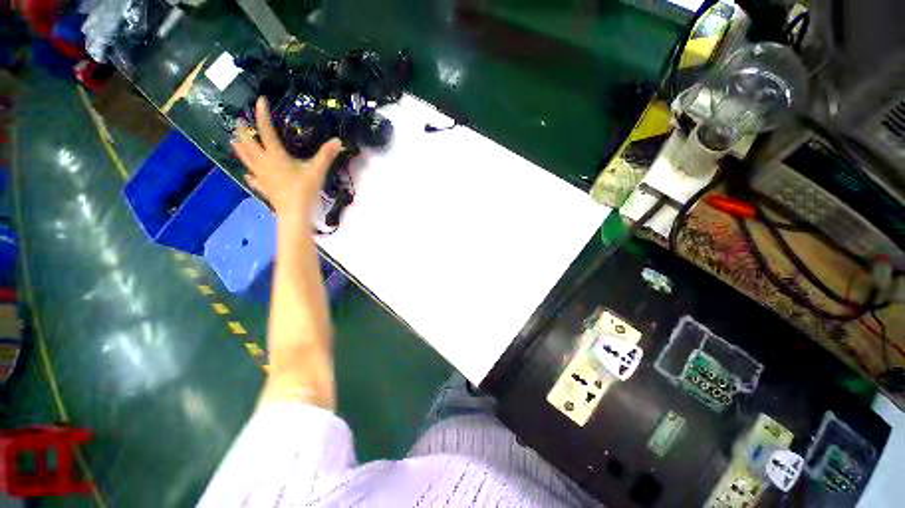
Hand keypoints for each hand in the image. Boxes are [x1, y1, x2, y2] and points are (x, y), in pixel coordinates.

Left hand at [232, 96, 342, 219]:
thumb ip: (326, 155)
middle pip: (247, 143)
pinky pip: (253, 178)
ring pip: (245, 159)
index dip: (262, 114)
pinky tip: (247, 174)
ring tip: (234, 140)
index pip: (266, 130)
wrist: (295, 213)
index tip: (259, 99)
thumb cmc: (305, 190)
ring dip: (240, 148)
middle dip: (243, 130)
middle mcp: (264, 163)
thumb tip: (338, 140)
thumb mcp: (317, 171)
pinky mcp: (264, 188)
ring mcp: (262, 176)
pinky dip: (249, 174)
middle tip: (240, 120)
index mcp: (275, 155)